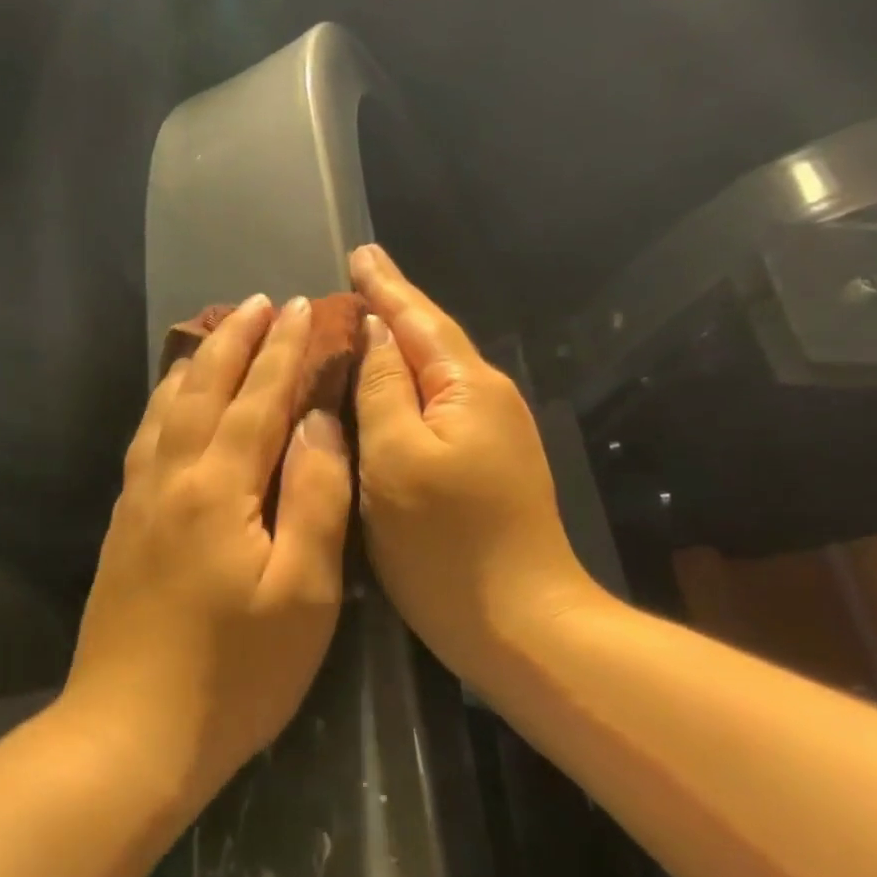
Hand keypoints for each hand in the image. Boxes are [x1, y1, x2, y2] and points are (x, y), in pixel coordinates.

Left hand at [62, 294, 353, 806]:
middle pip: (202, 389)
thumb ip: (314, 497)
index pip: (257, 399)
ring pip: (165, 409)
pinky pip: (145, 440)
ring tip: (214, 334)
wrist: (131, 731)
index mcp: (218, 488)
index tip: (300, 308)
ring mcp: (138, 500)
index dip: (282, 351)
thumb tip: (319, 422)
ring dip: (194, 364)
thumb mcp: (302, 592)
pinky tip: (170, 405)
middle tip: (258, 301)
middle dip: (234, 340)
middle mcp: (170, 478)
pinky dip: (163, 404)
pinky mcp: (123, 525)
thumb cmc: (235, 673)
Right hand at [350, 244, 600, 675]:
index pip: (419, 320)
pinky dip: (406, 388)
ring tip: (361, 325)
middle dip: (393, 309)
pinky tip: (385, 391)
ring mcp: (492, 435)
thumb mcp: (397, 459)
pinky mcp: (485, 465)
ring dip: (398, 347)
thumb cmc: (447, 543)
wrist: (522, 625)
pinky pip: (437, 407)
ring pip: (434, 375)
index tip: (359, 252)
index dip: (385, 287)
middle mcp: (488, 400)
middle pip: (432, 341)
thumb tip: (376, 335)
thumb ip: (383, 390)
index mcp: (468, 388)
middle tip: (353, 282)